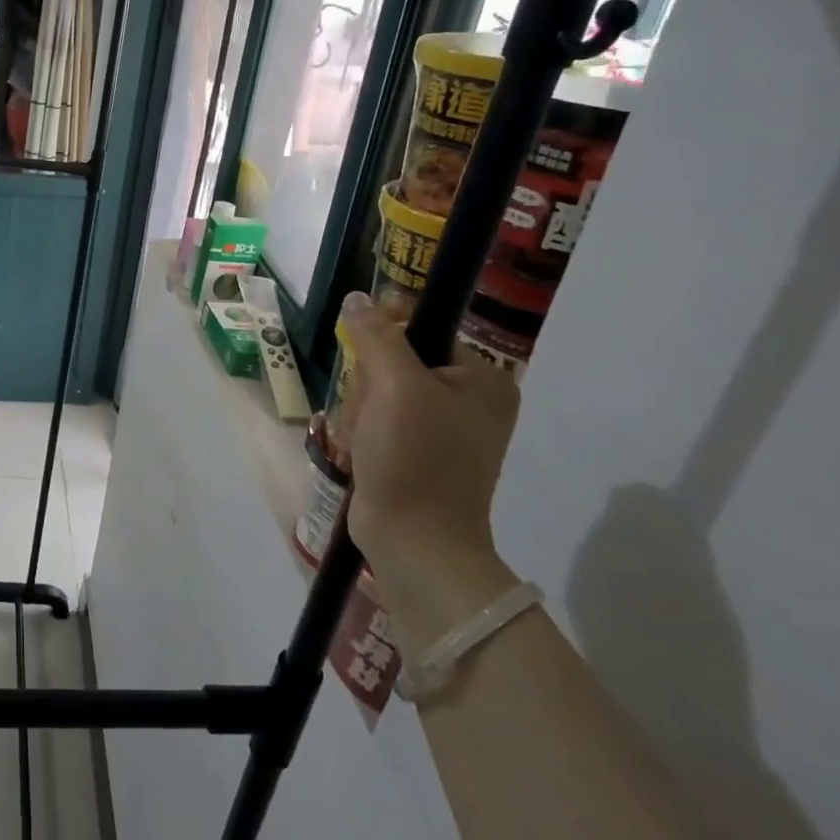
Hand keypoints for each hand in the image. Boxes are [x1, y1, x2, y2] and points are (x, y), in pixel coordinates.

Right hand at [337, 292, 521, 650]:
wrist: (413, 542)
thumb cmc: (415, 458)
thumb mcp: (395, 386)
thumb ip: (376, 335)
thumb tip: (358, 298)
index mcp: (482, 380)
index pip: (421, 330)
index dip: (384, 340)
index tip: (367, 364)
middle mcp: (467, 401)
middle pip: (391, 363)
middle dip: (367, 388)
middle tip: (371, 416)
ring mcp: (439, 430)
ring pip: (375, 394)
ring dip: (358, 415)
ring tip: (364, 444)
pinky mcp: (413, 454)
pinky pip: (373, 422)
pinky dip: (360, 436)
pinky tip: (361, 456)